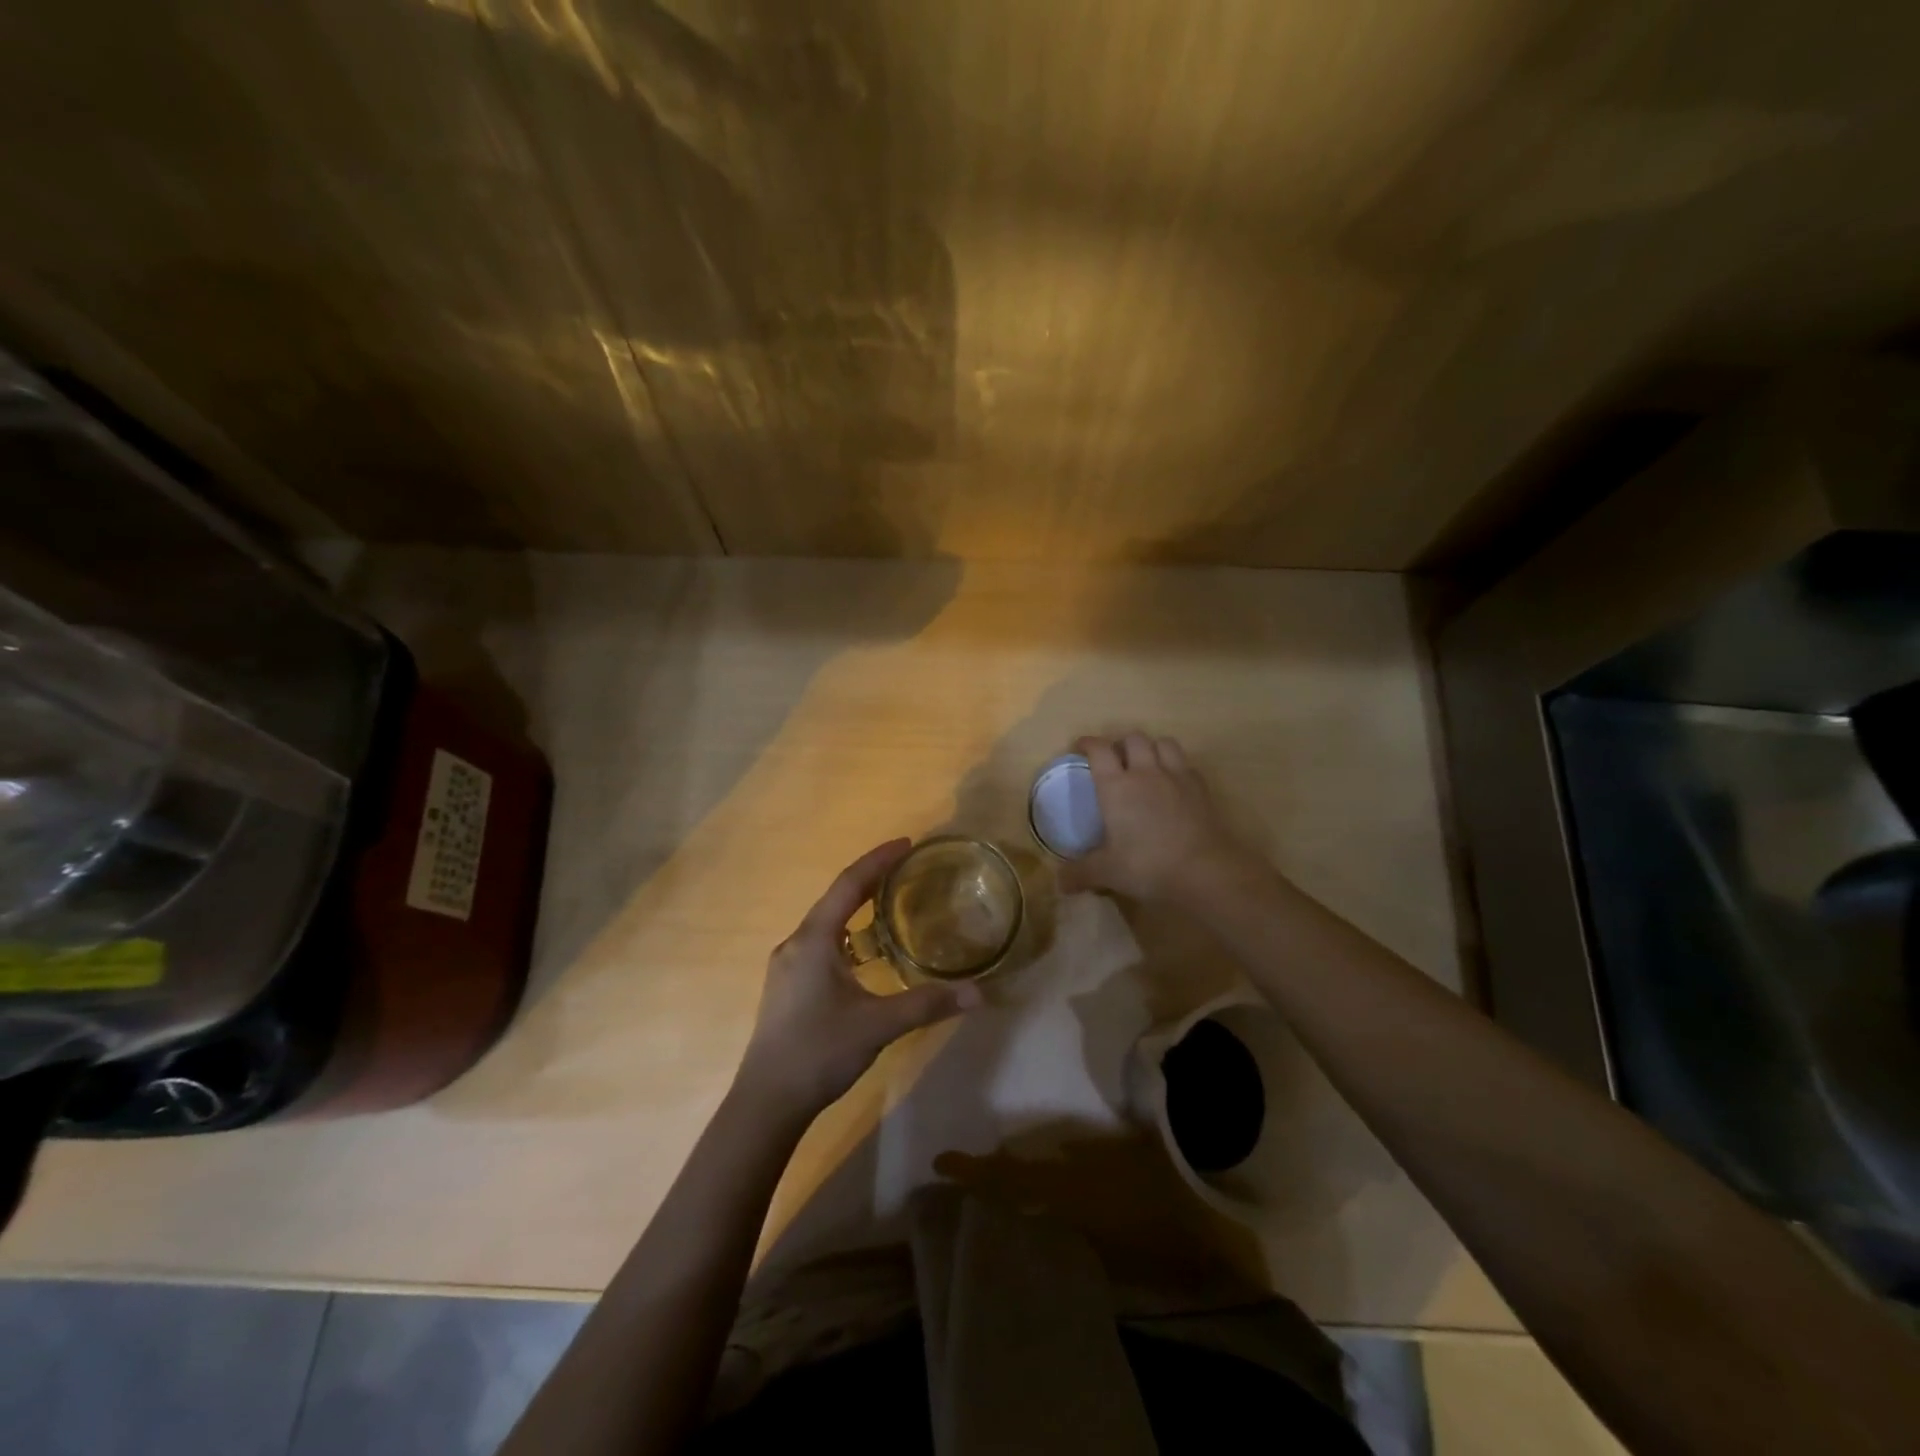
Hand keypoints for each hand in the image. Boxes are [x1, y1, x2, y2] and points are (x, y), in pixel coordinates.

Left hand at [738, 839, 982, 1114]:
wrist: (766, 1102)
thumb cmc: (819, 1052)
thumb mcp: (878, 1025)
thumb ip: (928, 1004)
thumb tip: (978, 993)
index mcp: (814, 940)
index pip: (848, 885)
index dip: (877, 860)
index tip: (906, 843)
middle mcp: (796, 943)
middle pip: (835, 899)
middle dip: (870, 880)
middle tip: (905, 869)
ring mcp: (787, 966)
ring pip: (827, 924)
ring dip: (857, 909)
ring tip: (890, 905)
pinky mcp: (787, 986)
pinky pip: (821, 944)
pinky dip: (847, 935)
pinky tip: (866, 954)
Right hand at [1060, 733, 1261, 903]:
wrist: (1204, 871)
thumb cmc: (1148, 866)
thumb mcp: (1107, 872)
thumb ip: (1081, 873)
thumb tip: (1059, 883)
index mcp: (1117, 786)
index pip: (1099, 750)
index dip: (1088, 743)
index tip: (1081, 747)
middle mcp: (1145, 772)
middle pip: (1134, 738)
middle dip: (1122, 743)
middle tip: (1115, 760)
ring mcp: (1176, 776)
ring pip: (1163, 743)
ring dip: (1151, 747)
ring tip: (1145, 764)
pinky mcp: (1200, 788)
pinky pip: (1185, 763)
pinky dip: (1175, 765)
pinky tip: (1172, 783)